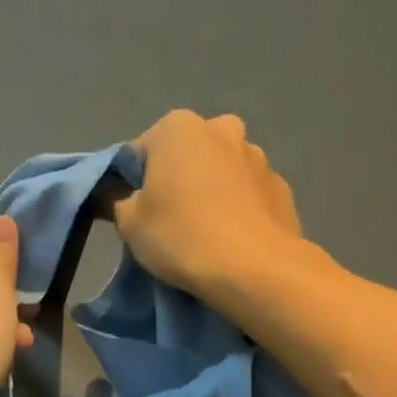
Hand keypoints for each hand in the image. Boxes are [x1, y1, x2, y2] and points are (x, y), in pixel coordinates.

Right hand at [111, 110, 316, 299]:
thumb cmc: (181, 236)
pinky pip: (246, 194)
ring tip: (201, 233)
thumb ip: (115, 201)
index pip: (138, 152)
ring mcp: (257, 156)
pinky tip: (230, 239)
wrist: (254, 269)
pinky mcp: (281, 187)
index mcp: (178, 127)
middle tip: (165, 221)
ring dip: (208, 191)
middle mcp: (221, 128)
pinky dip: (236, 208)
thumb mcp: (129, 223)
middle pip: (184, 155)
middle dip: (174, 180)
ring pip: (218, 172)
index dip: (129, 184)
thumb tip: (115, 195)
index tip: (130, 213)